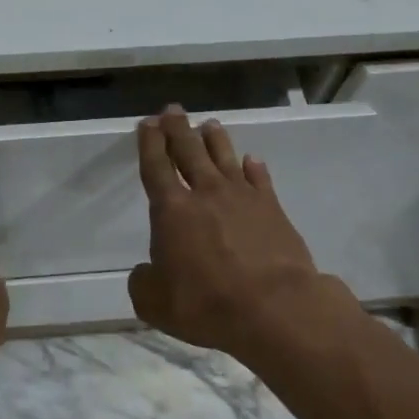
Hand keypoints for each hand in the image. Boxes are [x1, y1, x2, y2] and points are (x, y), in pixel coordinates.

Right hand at [129, 107, 325, 359]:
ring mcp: (242, 198)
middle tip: (173, 110)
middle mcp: (205, 194)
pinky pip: (260, 179)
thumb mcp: (155, 303)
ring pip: (224, 158)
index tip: (147, 123)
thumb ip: (143, 282)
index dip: (149, 144)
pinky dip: (254, 167)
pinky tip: (251, 160)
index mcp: (172, 210)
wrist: (274, 308)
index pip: (156, 167)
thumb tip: (145, 272)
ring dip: (214, 140)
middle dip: (178, 129)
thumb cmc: (206, 303)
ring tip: (209, 125)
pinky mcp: (272, 209)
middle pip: (189, 152)